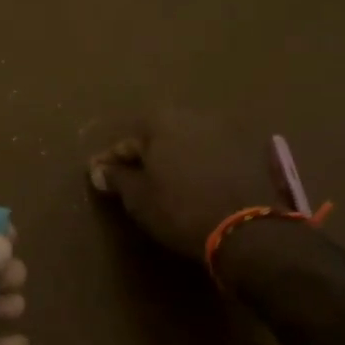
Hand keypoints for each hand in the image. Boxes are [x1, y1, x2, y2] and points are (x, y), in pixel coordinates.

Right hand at [88, 109, 285, 259]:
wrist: (246, 227)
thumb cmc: (180, 208)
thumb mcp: (139, 198)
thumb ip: (117, 179)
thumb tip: (99, 170)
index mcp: (161, 121)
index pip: (125, 142)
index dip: (109, 162)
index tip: (97, 176)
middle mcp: (192, 116)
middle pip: (158, 137)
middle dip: (144, 156)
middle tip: (131, 179)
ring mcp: (223, 131)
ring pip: (187, 144)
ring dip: (174, 159)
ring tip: (163, 183)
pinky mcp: (247, 151)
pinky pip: (211, 155)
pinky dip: (199, 166)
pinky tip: (194, 185)